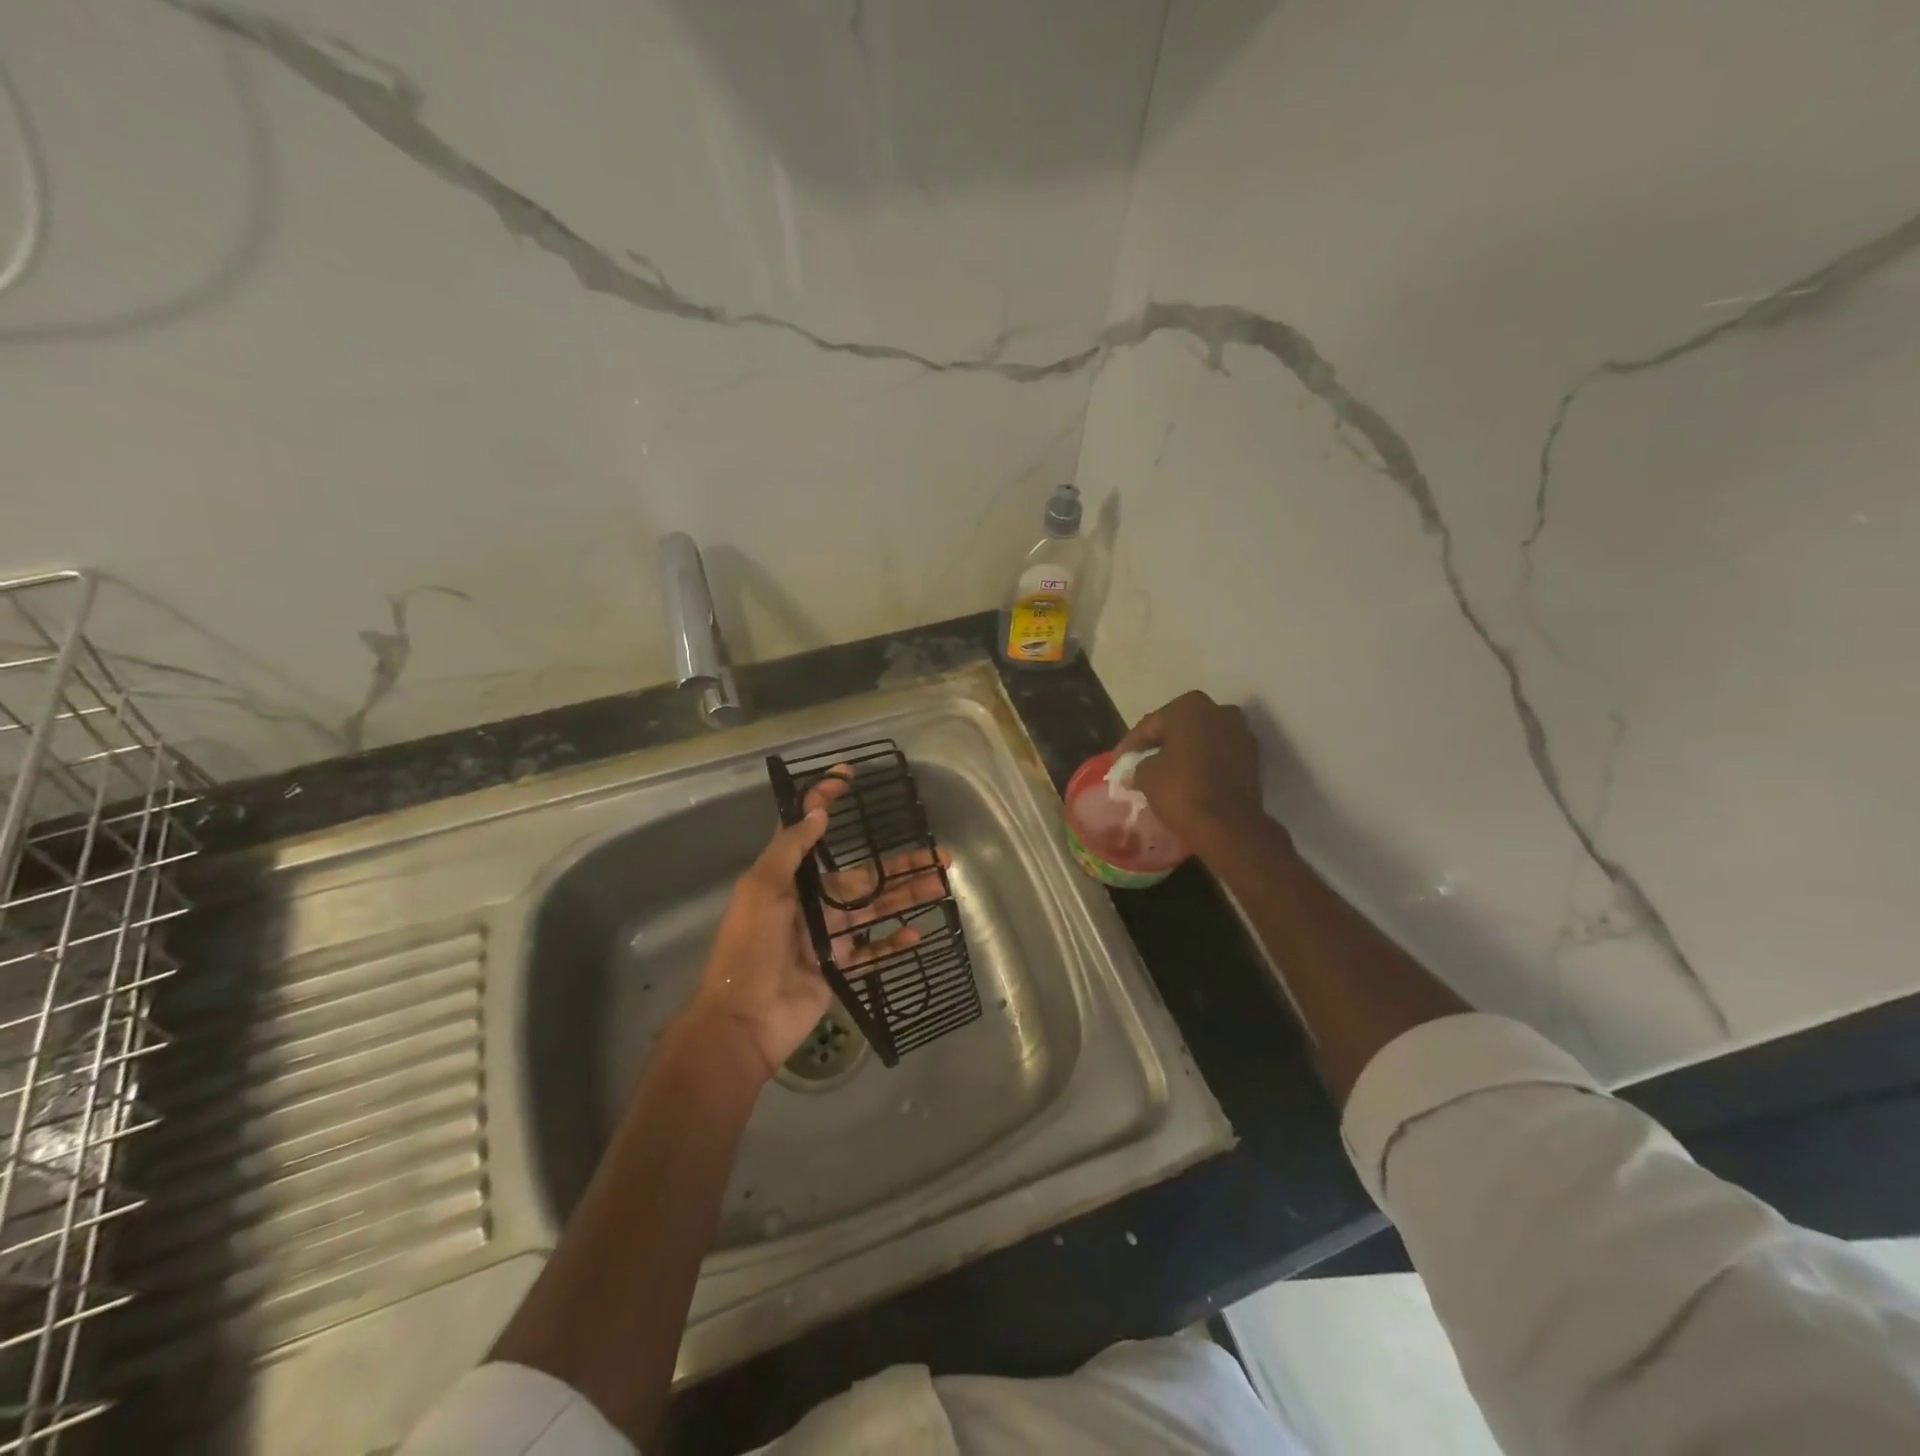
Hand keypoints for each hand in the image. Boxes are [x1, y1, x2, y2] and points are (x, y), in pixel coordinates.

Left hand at [684, 768, 948, 1080]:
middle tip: (938, 855)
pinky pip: (874, 952)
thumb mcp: (761, 890)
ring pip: (877, 910)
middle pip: (864, 877)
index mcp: (791, 881)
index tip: (848, 775)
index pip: (811, 832)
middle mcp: (813, 904)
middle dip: (900, 865)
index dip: (826, 802)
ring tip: (942, 885)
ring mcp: (829, 938)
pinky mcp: (840, 969)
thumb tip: (819, 812)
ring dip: (908, 897)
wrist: (743, 1020)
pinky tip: (919, 933)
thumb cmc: (749, 948)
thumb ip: (790, 850)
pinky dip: (896, 943)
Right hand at [1117, 691, 1265, 845]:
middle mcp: (1219, 711)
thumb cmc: (1180, 789)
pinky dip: (1203, 764)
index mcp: (1189, 706)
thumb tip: (1136, 770)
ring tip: (1164, 774)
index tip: (1117, 763)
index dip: (1130, 745)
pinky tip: (1189, 780)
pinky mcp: (1253, 758)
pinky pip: (1218, 756)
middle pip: (1178, 728)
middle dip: (1160, 745)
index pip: (1150, 725)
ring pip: (1201, 741)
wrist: (1227, 824)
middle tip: (1139, 764)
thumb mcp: (1144, 775)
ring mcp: (1241, 733)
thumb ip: (1137, 765)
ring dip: (1183, 754)